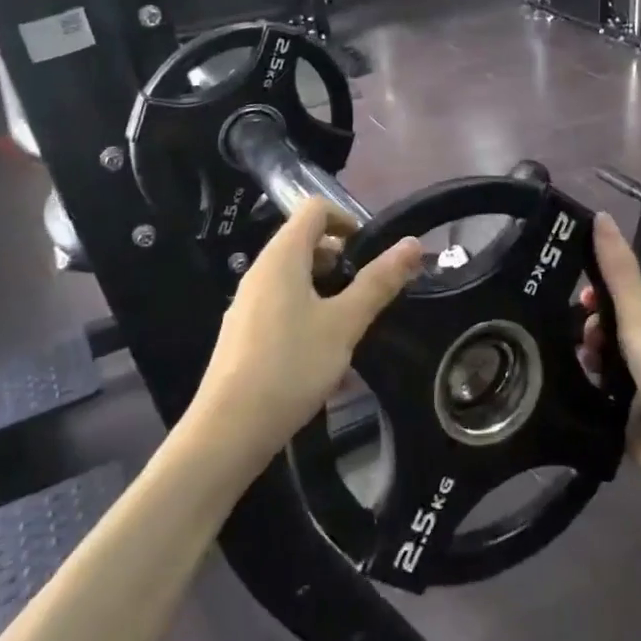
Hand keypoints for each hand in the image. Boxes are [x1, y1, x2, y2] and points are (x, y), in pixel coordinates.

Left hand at [193, 199, 422, 468]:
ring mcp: (248, 303)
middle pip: (305, 242)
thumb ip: (378, 282)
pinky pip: (282, 306)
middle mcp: (261, 271)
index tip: (371, 252)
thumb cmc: (291, 367)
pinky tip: (325, 357)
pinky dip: (308, 315)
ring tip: (351, 327)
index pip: (315, 208)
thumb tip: (412, 244)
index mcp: (282, 256)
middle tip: (368, 293)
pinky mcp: (244, 334)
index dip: (347, 219)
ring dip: (327, 291)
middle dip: (342, 260)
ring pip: (295, 278)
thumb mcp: (344, 324)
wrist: (227, 432)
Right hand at [579, 212, 640, 486]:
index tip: (579, 298)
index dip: (598, 290)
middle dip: (589, 325)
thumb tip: (600, 214)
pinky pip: (598, 387)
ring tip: (582, 364)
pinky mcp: (628, 413)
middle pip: (609, 324)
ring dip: (587, 355)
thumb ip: (618, 268)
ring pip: (601, 356)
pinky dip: (587, 382)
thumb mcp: (639, 313)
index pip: (623, 292)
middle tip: (582, 336)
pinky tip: (576, 384)